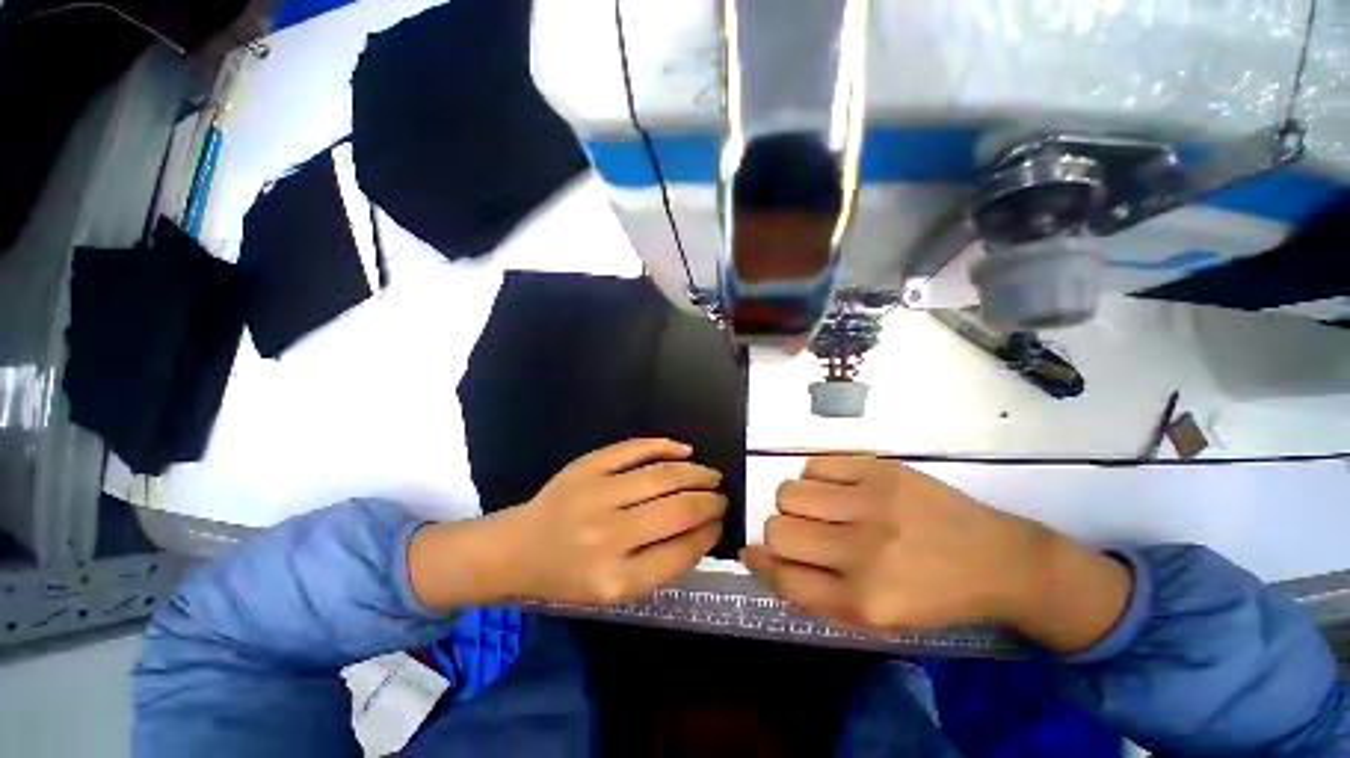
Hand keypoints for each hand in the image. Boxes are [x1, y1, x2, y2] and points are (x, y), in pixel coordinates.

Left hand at [410, 439, 725, 610]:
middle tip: (721, 497)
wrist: (518, 548)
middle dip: (709, 502)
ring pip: (662, 476)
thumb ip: (660, 565)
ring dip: (695, 473)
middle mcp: (607, 536)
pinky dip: (664, 447)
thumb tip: (702, 530)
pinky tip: (684, 450)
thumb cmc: (568, 576)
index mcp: (615, 579)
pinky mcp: (587, 466)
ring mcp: (596, 494)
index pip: (680, 552)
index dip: (708, 534)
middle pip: (677, 510)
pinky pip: (634, 449)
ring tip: (711, 475)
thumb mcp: (614, 591)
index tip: (720, 522)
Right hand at [742, 457, 1131, 653]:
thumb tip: (764, 556)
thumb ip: (815, 592)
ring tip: (821, 507)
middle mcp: (863, 552)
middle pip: (778, 529)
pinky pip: (816, 464)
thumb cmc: (931, 595)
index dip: (758, 563)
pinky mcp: (881, 469)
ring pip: (789, 491)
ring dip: (794, 502)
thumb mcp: (874, 617)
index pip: (783, 577)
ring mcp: (872, 503)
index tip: (751, 552)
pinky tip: (838, 488)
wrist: (997, 559)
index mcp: (862, 600)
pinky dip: (815, 477)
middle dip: (779, 532)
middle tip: (801, 532)